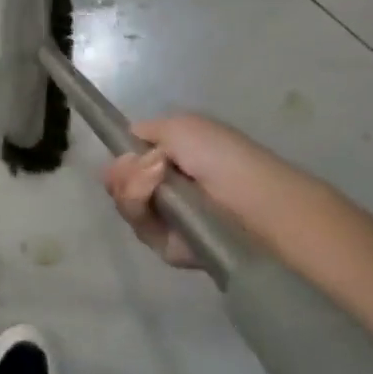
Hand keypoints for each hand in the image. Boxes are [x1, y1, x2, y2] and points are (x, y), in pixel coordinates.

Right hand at [101, 113, 280, 267]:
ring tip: (156, 180)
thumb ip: (145, 132)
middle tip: (147, 168)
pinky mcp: (168, 246)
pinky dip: (144, 213)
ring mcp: (166, 219)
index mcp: (172, 160)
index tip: (126, 155)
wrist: (253, 203)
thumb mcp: (181, 127)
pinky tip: (165, 205)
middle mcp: (167, 189)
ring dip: (133, 189)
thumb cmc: (222, 157)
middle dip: (124, 174)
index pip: (129, 161)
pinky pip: (140, 230)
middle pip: (119, 184)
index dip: (122, 158)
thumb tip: (127, 150)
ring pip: (126, 205)